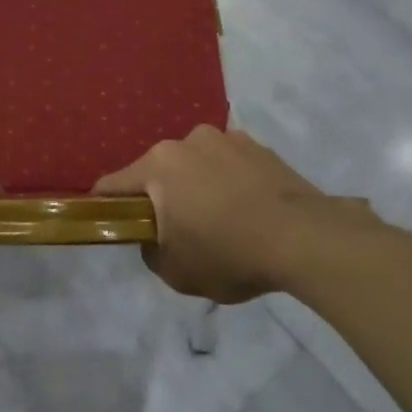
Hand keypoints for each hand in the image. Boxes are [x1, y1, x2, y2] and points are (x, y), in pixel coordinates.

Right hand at [95, 126, 335, 303]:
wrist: (305, 239)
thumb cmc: (230, 254)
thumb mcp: (176, 272)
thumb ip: (152, 252)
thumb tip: (156, 238)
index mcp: (159, 166)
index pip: (112, 184)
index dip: (105, 206)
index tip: (112, 224)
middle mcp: (187, 141)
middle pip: (158, 171)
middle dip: (161, 197)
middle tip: (179, 232)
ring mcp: (226, 139)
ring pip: (195, 165)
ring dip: (197, 186)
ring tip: (222, 220)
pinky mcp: (259, 146)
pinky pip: (229, 165)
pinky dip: (229, 182)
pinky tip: (248, 210)